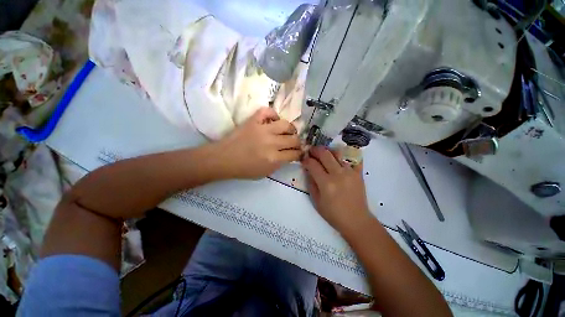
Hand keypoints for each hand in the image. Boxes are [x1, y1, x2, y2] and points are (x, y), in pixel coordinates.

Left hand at [214, 107, 301, 179]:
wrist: (224, 159)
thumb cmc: (244, 169)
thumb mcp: (265, 173)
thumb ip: (279, 164)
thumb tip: (289, 155)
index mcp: (274, 159)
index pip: (294, 154)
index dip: (299, 153)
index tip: (299, 152)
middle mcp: (271, 143)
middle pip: (293, 139)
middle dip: (297, 142)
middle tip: (294, 143)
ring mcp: (262, 129)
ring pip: (286, 124)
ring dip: (290, 129)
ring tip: (288, 131)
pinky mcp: (253, 121)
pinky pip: (267, 111)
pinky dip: (273, 114)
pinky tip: (274, 121)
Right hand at [302, 146, 371, 231]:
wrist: (356, 220)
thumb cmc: (333, 214)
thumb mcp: (316, 201)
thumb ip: (311, 183)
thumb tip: (308, 170)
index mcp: (326, 183)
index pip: (312, 164)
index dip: (306, 160)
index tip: (304, 160)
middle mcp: (338, 174)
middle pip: (324, 154)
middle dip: (315, 150)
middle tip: (311, 151)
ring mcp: (350, 172)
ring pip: (337, 153)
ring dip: (327, 151)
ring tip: (323, 153)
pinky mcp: (358, 173)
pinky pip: (352, 158)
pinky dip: (344, 155)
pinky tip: (339, 157)